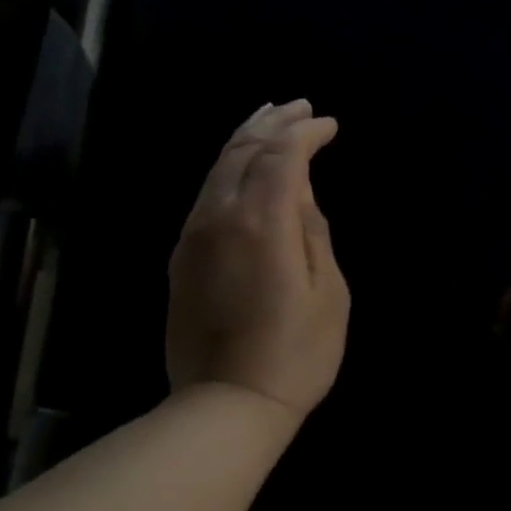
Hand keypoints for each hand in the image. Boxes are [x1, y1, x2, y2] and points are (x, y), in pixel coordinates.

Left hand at [166, 100, 349, 420]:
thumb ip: (314, 232)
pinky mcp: (181, 257)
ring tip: (269, 119)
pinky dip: (228, 170)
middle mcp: (218, 216)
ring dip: (245, 139)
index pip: (282, 154)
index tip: (329, 124)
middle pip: (241, 149)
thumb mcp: (329, 293)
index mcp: (261, 221)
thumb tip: (300, 194)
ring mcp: (193, 236)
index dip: (305, 133)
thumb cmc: (296, 354)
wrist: (226, 404)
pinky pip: (205, 195)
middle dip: (272, 122)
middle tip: (299, 106)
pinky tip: (242, 169)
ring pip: (217, 168)